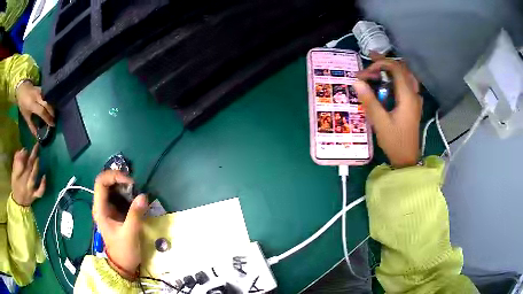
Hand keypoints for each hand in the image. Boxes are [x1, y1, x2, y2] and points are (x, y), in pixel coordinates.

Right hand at [11, 143, 45, 205]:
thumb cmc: (16, 184)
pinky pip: (39, 192)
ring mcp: (30, 190)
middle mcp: (23, 183)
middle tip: (36, 146)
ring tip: (38, 158)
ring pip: (33, 178)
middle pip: (27, 169)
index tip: (26, 149)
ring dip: (36, 167)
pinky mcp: (35, 196)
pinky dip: (42, 185)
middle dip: (32, 157)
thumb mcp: (14, 172)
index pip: (19, 165)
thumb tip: (24, 150)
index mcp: (16, 176)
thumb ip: (17, 161)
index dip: (23, 156)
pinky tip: (44, 176)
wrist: (19, 203)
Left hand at [16, 81, 54, 136]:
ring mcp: (40, 91)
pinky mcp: (42, 88)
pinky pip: (48, 96)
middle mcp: (37, 97)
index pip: (42, 111)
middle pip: (47, 104)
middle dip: (52, 113)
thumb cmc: (22, 104)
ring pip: (49, 99)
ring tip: (54, 114)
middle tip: (55, 120)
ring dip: (52, 107)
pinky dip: (50, 102)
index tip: (52, 125)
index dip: (47, 118)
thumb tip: (37, 135)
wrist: (22, 88)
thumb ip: (31, 125)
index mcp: (32, 104)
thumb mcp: (25, 116)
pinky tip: (51, 107)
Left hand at [92, 171, 147, 280]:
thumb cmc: (124, 251)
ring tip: (136, 192)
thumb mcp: (130, 234)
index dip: (113, 176)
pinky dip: (126, 194)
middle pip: (106, 182)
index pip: (101, 182)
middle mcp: (101, 206)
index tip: (129, 182)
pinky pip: (118, 197)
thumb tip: (144, 196)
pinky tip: (135, 199)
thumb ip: (135, 214)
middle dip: (119, 180)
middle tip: (134, 186)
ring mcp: (107, 209)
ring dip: (124, 186)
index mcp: (100, 209)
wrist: (123, 265)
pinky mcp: (114, 212)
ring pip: (112, 188)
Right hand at [354, 53, 421, 167]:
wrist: (407, 159)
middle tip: (369, 60)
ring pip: (405, 75)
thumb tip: (356, 81)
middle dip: (385, 63)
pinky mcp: (413, 105)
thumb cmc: (395, 142)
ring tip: (377, 69)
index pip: (395, 68)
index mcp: (407, 96)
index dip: (380, 65)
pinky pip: (407, 84)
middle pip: (401, 69)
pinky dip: (396, 78)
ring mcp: (415, 99)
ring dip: (391, 69)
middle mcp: (414, 94)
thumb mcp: (380, 122)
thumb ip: (369, 100)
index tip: (365, 72)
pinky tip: (388, 82)